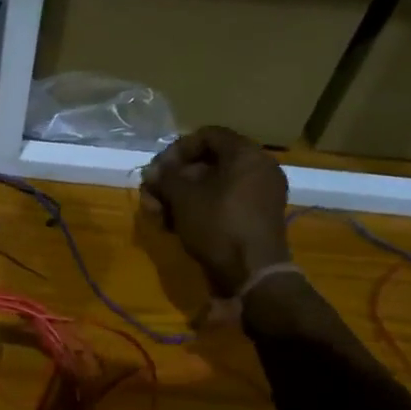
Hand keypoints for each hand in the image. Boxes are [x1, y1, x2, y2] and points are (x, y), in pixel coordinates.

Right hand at [139, 127, 290, 295]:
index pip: (207, 135)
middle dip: (173, 179)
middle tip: (151, 195)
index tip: (158, 170)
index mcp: (246, 154)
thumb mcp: (183, 197)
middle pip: (207, 163)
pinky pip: (222, 204)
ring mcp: (258, 196)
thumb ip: (165, 176)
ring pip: (211, 187)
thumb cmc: (217, 225)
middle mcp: (258, 169)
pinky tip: (173, 226)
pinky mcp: (254, 219)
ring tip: (157, 215)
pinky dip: (198, 210)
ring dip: (180, 197)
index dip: (177, 149)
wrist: (252, 274)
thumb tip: (154, 171)